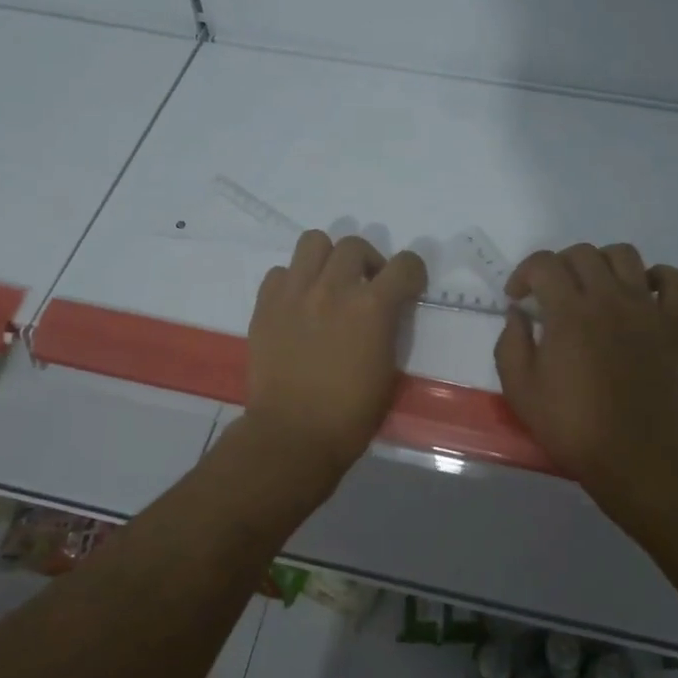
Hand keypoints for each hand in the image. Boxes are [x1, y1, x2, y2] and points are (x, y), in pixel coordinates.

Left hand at [242, 230, 427, 500]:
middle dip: (368, 262)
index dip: (412, 272)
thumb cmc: (351, 414)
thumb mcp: (388, 369)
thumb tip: (384, 310)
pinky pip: (280, 272)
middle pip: (354, 245)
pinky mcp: (265, 305)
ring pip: (313, 242)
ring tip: (328, 283)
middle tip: (366, 287)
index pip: (404, 264)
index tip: (409, 286)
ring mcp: (295, 293)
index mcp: (372, 307)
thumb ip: (388, 327)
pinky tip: (298, 305)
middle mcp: (333, 289)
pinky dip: (293, 281)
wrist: (292, 435)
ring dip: (327, 259)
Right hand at [493, 243, 677, 513]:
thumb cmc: (571, 425)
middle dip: (558, 267)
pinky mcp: (673, 325)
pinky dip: (657, 277)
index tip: (518, 299)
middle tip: (550, 296)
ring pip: (625, 255)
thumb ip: (511, 342)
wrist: (633, 457)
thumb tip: (517, 313)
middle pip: (582, 253)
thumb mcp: (519, 388)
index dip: (523, 273)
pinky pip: (675, 280)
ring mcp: (646, 309)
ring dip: (601, 263)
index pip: (544, 264)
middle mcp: (609, 299)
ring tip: (591, 288)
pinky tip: (640, 293)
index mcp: (569, 312)